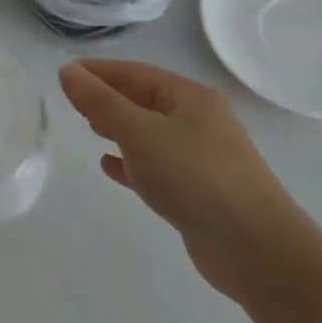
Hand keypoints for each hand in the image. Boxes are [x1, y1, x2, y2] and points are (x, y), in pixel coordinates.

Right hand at [59, 60, 304, 305]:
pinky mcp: (198, 191)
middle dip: (108, 98)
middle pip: (144, 100)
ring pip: (150, 134)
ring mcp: (201, 158)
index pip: (135, 73)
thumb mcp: (140, 132)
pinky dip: (131, 162)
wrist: (257, 250)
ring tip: (88, 128)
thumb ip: (101, 102)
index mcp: (190, 98)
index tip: (64, 74)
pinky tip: (110, 166)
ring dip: (118, 129)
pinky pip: (156, 166)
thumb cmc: (195, 178)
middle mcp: (199, 122)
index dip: (98, 71)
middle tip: (72, 102)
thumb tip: (68, 72)